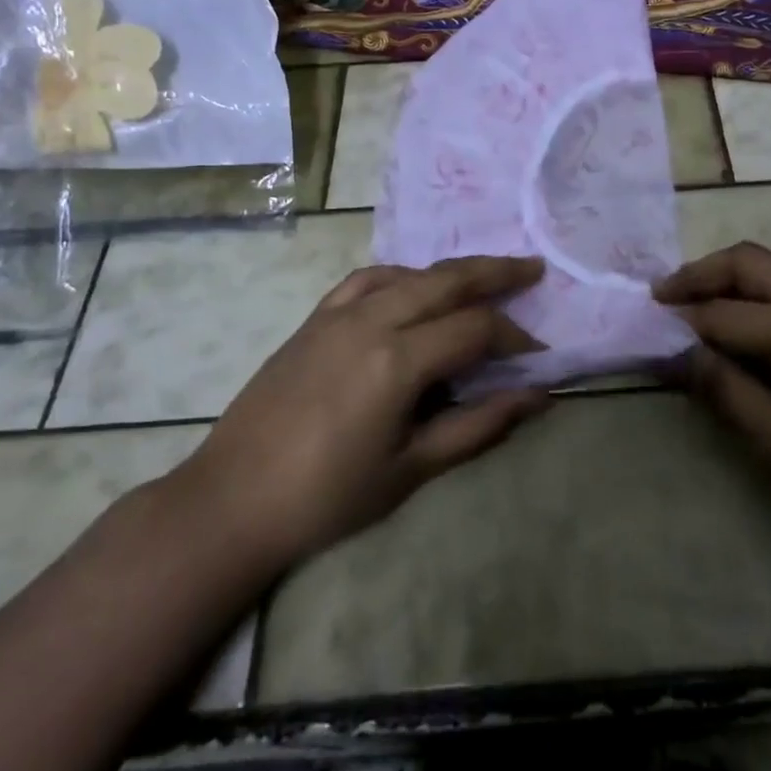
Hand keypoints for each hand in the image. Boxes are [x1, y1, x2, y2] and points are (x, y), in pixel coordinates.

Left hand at [174, 256, 551, 567]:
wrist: (232, 500)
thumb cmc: (328, 496)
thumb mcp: (412, 468)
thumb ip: (479, 425)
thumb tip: (537, 397)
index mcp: (398, 360)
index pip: (475, 329)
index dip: (515, 337)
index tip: (538, 355)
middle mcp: (372, 320)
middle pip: (448, 280)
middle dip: (496, 272)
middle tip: (533, 270)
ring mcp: (339, 314)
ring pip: (411, 274)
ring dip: (453, 271)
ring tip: (485, 275)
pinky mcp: (315, 319)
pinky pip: (368, 279)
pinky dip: (403, 276)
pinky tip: (414, 287)